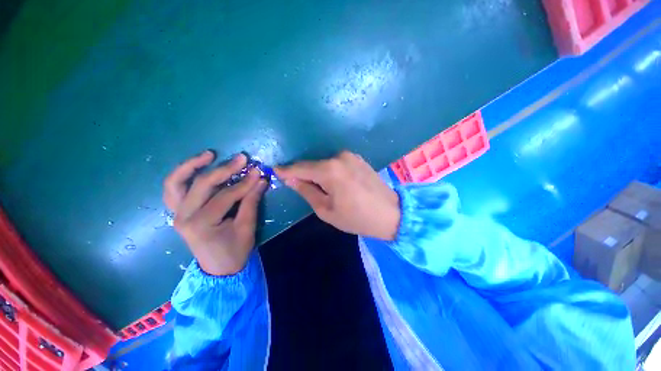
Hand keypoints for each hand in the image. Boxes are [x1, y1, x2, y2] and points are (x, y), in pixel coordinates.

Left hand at [163, 151, 267, 275]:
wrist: (218, 269)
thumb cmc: (234, 251)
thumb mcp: (247, 228)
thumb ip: (251, 202)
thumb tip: (261, 180)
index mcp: (201, 224)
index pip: (225, 196)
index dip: (244, 183)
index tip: (258, 171)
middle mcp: (183, 216)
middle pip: (202, 184)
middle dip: (224, 169)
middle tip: (242, 158)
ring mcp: (177, 213)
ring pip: (176, 183)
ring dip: (191, 165)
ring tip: (209, 154)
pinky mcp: (178, 212)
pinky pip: (174, 189)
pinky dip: (183, 176)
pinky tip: (196, 167)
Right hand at [275, 151, 399, 240]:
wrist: (390, 213)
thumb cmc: (356, 217)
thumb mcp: (326, 209)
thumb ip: (306, 190)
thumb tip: (291, 178)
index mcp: (329, 170)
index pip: (301, 167)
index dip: (287, 170)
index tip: (275, 170)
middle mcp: (339, 157)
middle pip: (313, 164)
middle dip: (304, 174)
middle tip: (299, 186)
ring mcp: (350, 156)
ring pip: (325, 163)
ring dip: (318, 173)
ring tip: (320, 188)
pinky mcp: (358, 158)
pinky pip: (336, 163)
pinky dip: (330, 171)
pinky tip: (334, 183)